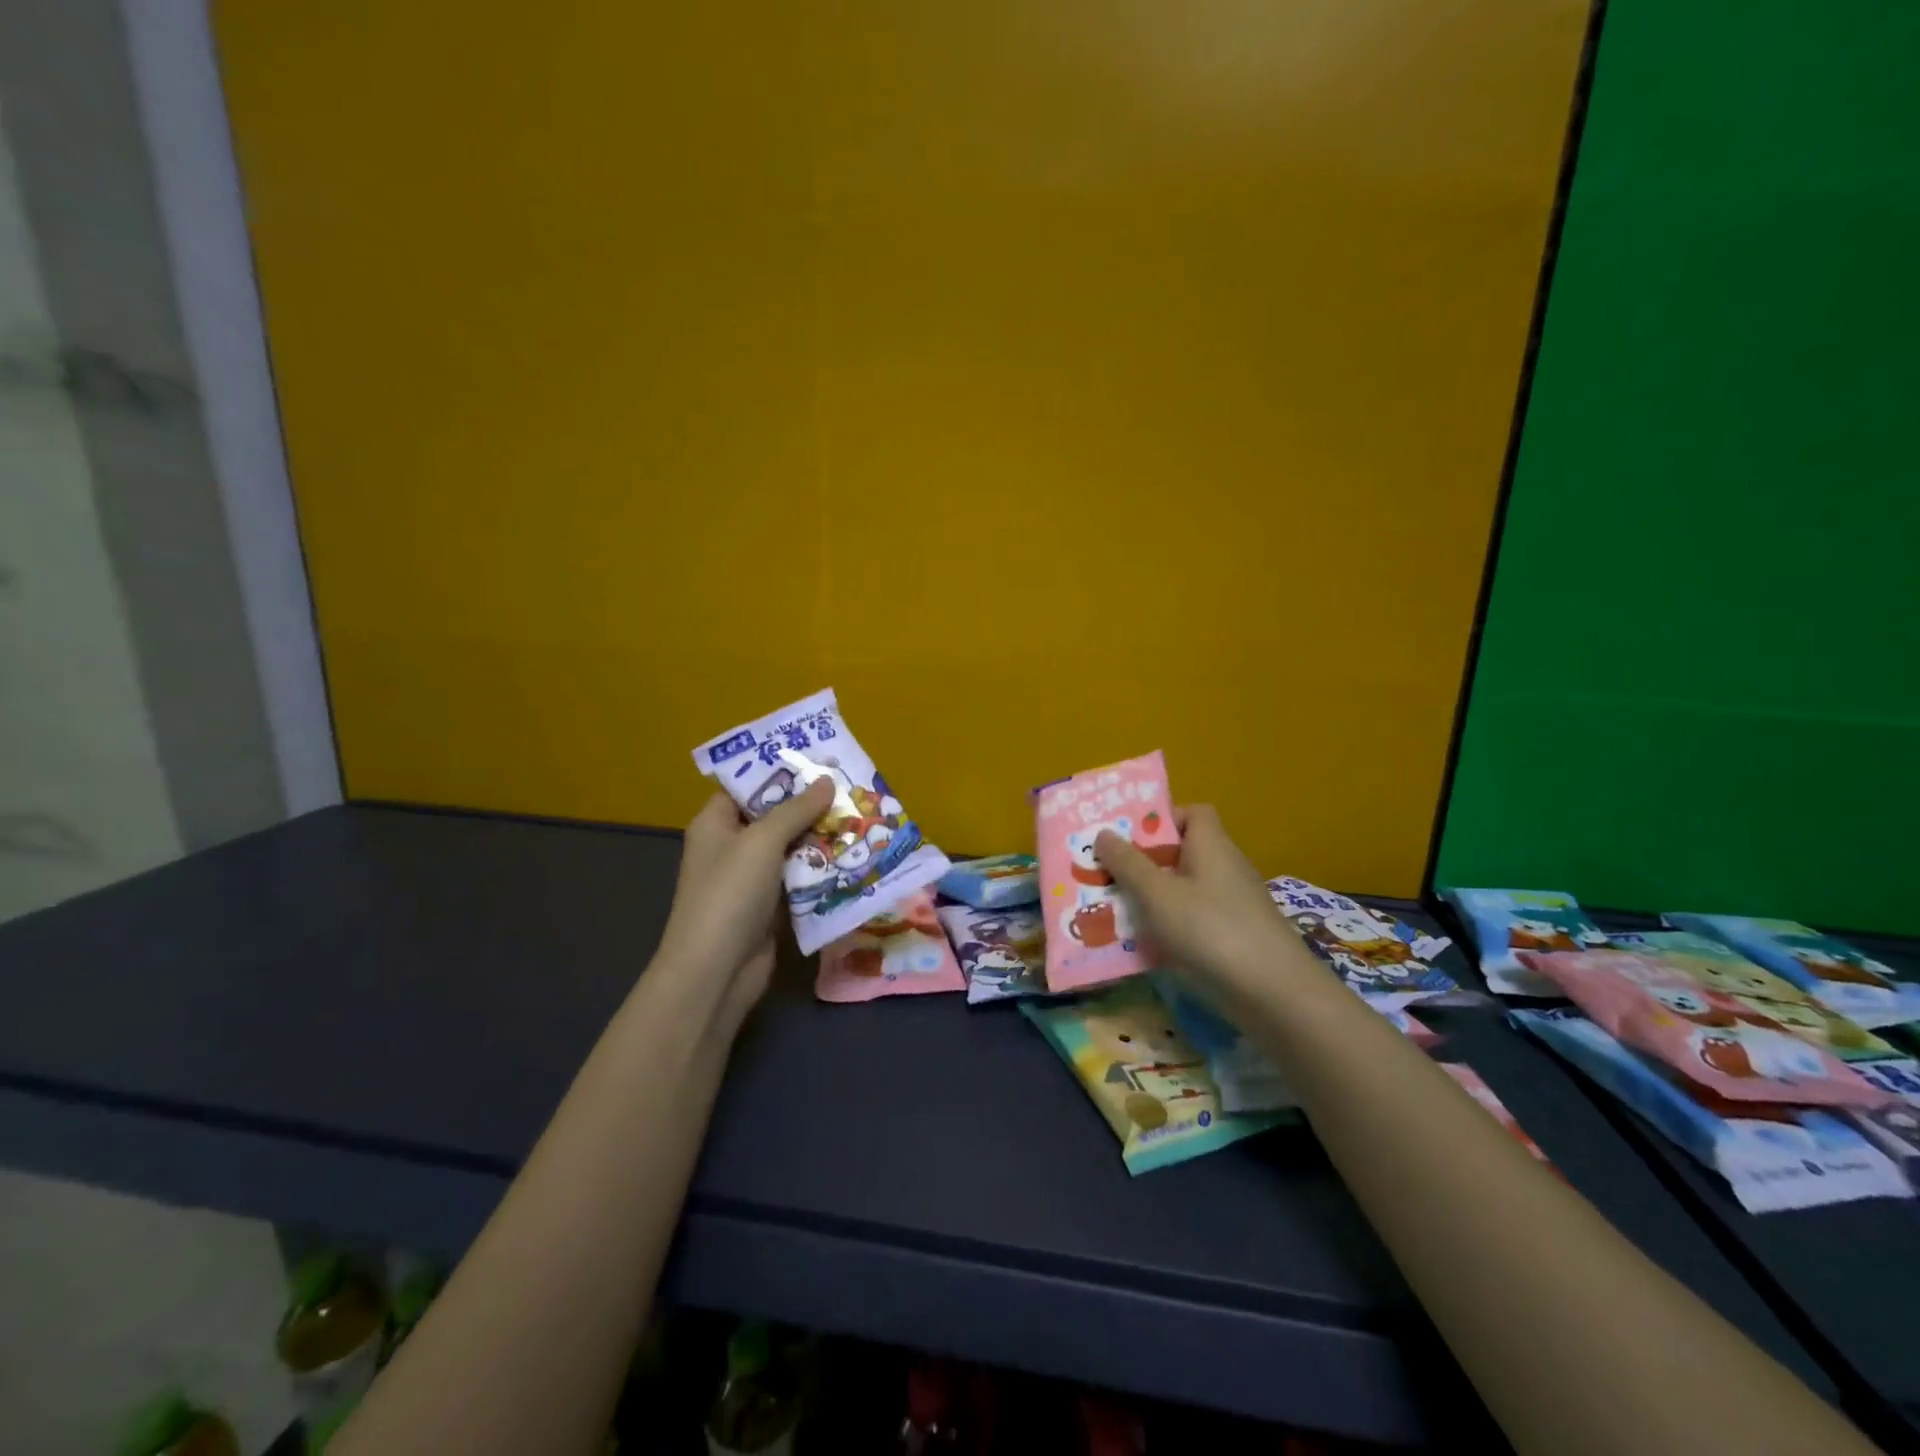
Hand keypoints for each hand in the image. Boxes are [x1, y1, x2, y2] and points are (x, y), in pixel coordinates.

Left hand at [653, 778, 832, 1034]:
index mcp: (716, 823)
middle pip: (775, 816)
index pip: (747, 786)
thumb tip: (826, 781)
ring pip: (792, 848)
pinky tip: (855, 858)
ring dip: (823, 837)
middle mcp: (732, 846)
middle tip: (852, 787)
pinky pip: (800, 878)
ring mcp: (752, 879)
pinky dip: (823, 870)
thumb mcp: (762, 842)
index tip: (819, 760)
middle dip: (811, 804)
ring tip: (862, 817)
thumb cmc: (730, 894)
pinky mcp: (771, 906)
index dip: (780, 772)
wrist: (716, 972)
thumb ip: (795, 809)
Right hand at [1094, 804, 1298, 995]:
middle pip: (1183, 852)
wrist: (1275, 995)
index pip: (1193, 813)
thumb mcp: (1158, 895)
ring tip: (1115, 911)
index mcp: (1211, 845)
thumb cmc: (1211, 931)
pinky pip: (1195, 920)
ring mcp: (1234, 905)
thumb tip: (1103, 833)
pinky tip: (1145, 947)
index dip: (1163, 818)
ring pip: (1185, 890)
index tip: (1130, 837)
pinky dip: (1171, 927)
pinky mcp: (1236, 937)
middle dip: (1145, 863)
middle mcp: (1226, 868)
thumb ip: (1128, 864)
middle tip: (1107, 874)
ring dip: (1153, 898)